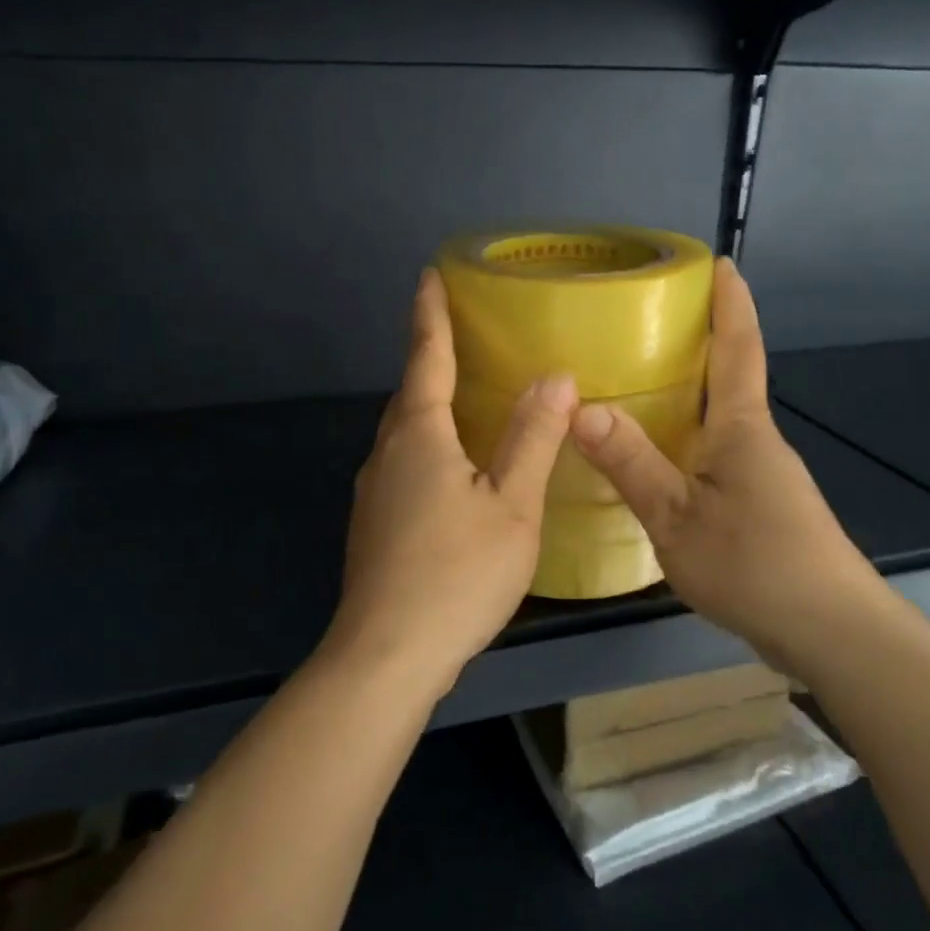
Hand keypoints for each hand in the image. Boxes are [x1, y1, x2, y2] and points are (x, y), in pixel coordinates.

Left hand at [329, 268, 575, 694]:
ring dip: (429, 405)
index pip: (426, 357)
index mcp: (419, 436)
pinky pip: (403, 463)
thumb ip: (533, 439)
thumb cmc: (457, 575)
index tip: (429, 274)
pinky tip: (452, 469)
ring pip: (404, 432)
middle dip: (431, 358)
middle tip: (462, 334)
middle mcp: (387, 453)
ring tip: (464, 397)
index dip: (430, 314)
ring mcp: (373, 491)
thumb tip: (556, 376)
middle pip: (410, 393)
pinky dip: (427, 445)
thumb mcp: (511, 506)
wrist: (387, 655)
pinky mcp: (373, 524)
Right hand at [570, 258, 896, 674]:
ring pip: (721, 420)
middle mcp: (757, 441)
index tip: (721, 262)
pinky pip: (719, 453)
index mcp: (741, 428)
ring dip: (691, 394)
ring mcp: (764, 475)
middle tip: (650, 320)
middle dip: (701, 341)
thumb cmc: (755, 565)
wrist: (832, 633)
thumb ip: (632, 463)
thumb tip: (582, 407)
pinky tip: (660, 459)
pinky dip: (690, 438)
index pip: (738, 348)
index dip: (730, 303)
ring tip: (640, 384)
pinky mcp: (763, 506)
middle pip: (729, 378)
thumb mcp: (676, 518)